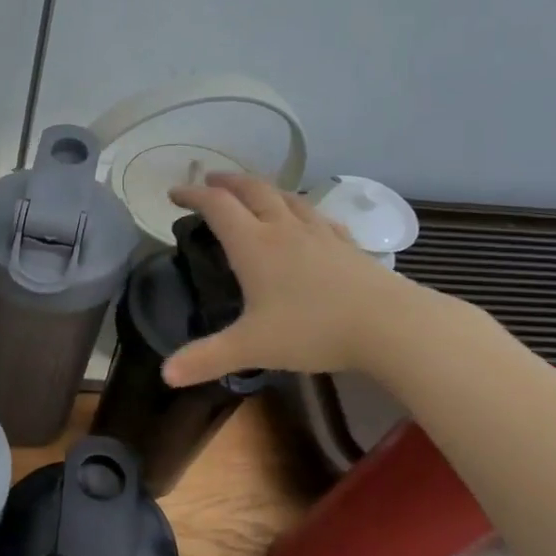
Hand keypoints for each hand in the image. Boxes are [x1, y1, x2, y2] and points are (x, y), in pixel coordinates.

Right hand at [162, 173, 417, 385]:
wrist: (389, 325)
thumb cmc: (313, 330)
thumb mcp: (251, 347)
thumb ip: (206, 358)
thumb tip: (165, 375)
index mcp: (254, 245)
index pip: (217, 207)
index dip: (193, 195)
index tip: (174, 193)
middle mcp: (284, 230)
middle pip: (253, 190)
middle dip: (227, 182)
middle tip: (209, 180)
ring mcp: (320, 234)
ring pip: (287, 198)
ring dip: (263, 189)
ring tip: (252, 192)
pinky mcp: (346, 245)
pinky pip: (317, 216)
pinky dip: (300, 210)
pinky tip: (305, 220)